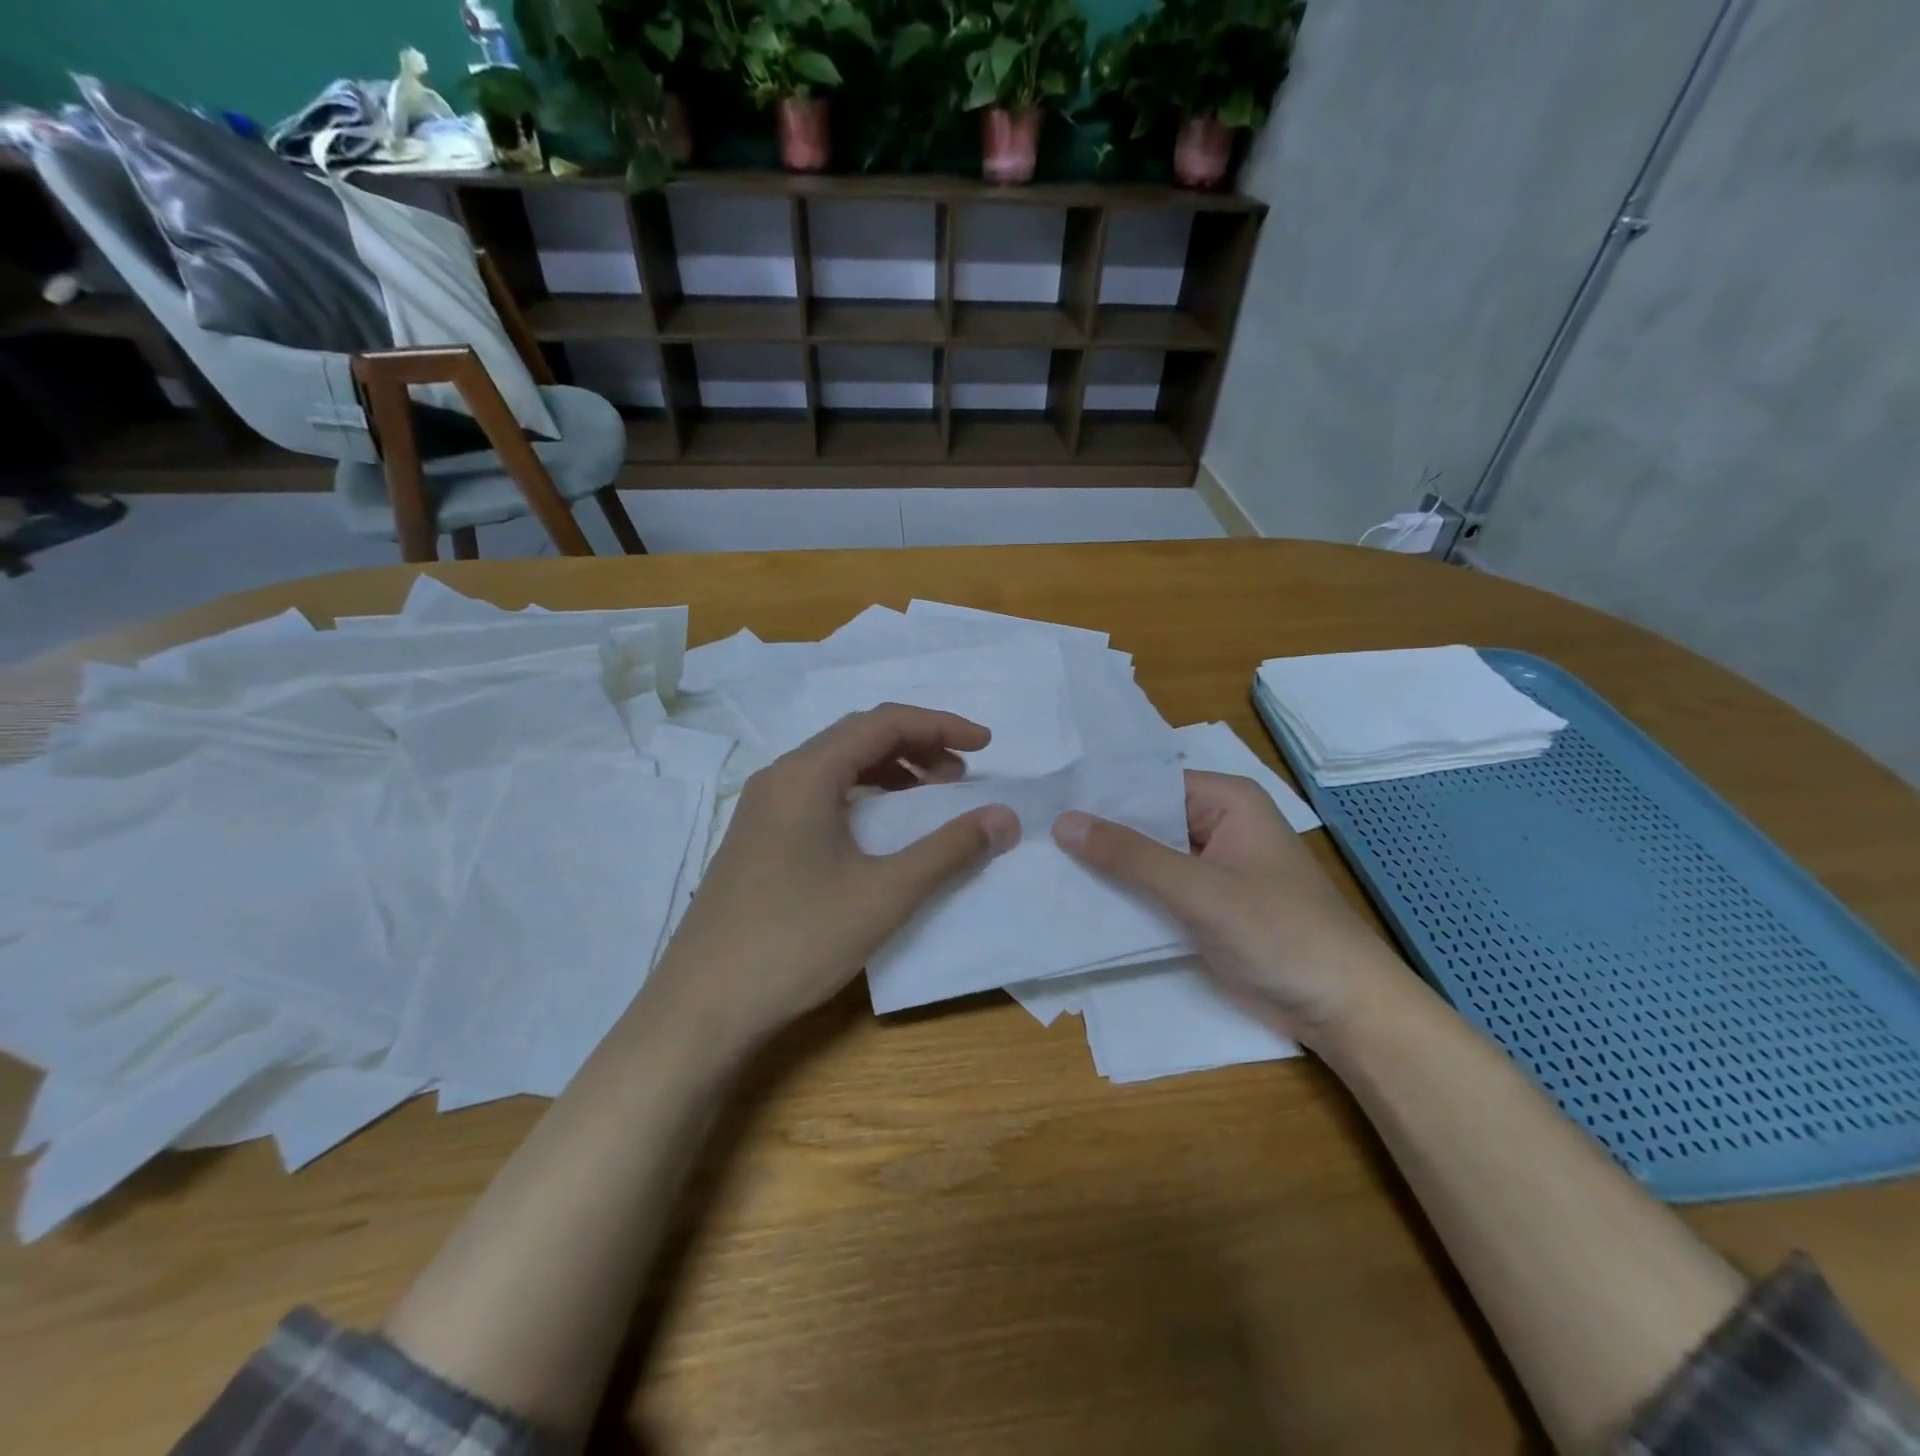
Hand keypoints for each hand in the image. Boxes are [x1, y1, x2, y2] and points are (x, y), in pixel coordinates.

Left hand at [643, 704, 1020, 1051]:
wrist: (702, 1007)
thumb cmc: (796, 941)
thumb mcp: (884, 894)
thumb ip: (949, 850)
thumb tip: (1004, 817)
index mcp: (806, 774)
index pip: (883, 723)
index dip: (941, 726)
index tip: (987, 745)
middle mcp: (780, 778)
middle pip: (858, 737)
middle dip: (918, 746)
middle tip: (962, 776)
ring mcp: (762, 809)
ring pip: (837, 767)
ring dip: (890, 772)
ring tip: (930, 798)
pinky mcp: (758, 839)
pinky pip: (819, 796)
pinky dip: (862, 798)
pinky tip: (881, 831)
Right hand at [1053, 770, 1412, 1047]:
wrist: (1339, 1008)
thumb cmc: (1279, 933)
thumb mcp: (1199, 890)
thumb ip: (1130, 856)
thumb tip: (1064, 822)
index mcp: (1227, 801)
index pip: (1149, 783)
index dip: (1101, 792)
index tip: (1045, 797)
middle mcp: (1216, 825)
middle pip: (1145, 819)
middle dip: (1098, 830)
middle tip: (1031, 830)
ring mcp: (1209, 868)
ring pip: (1146, 856)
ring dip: (1106, 864)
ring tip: (1040, 858)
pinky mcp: (1203, 905)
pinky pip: (1154, 888)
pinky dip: (1124, 893)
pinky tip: (1077, 895)